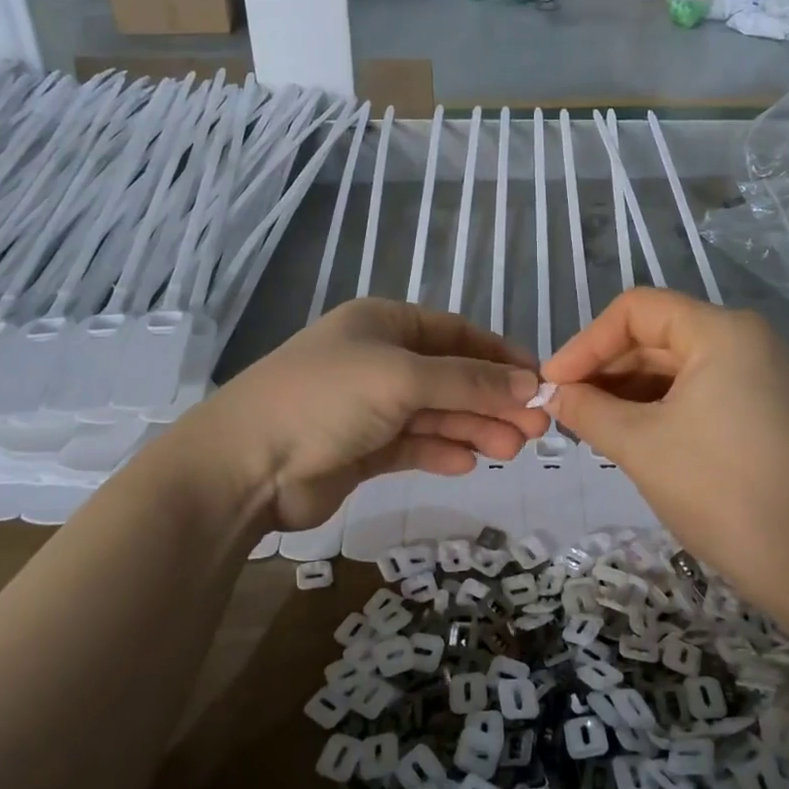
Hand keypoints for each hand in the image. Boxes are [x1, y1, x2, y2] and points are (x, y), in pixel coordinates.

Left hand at [183, 299, 548, 531]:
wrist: (248, 464)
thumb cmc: (327, 399)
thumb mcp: (403, 378)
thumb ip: (469, 381)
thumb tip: (531, 384)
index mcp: (384, 324)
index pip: (456, 333)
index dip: (500, 356)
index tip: (540, 381)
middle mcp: (379, 360)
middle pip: (451, 376)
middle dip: (493, 399)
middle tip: (536, 428)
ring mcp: (370, 406)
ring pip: (436, 413)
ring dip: (474, 428)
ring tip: (511, 450)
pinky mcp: (363, 449)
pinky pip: (414, 445)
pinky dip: (441, 452)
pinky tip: (467, 463)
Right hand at [540, 289, 788, 604]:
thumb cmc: (717, 489)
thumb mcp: (638, 444)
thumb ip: (586, 409)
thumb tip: (551, 394)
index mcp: (721, 332)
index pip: (636, 310)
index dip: (586, 343)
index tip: (552, 384)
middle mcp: (743, 340)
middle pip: (654, 336)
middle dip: (604, 369)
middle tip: (563, 408)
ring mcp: (756, 375)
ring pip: (672, 367)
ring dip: (625, 391)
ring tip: (586, 424)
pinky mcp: (758, 409)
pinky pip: (694, 391)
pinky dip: (654, 407)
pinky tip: (624, 434)